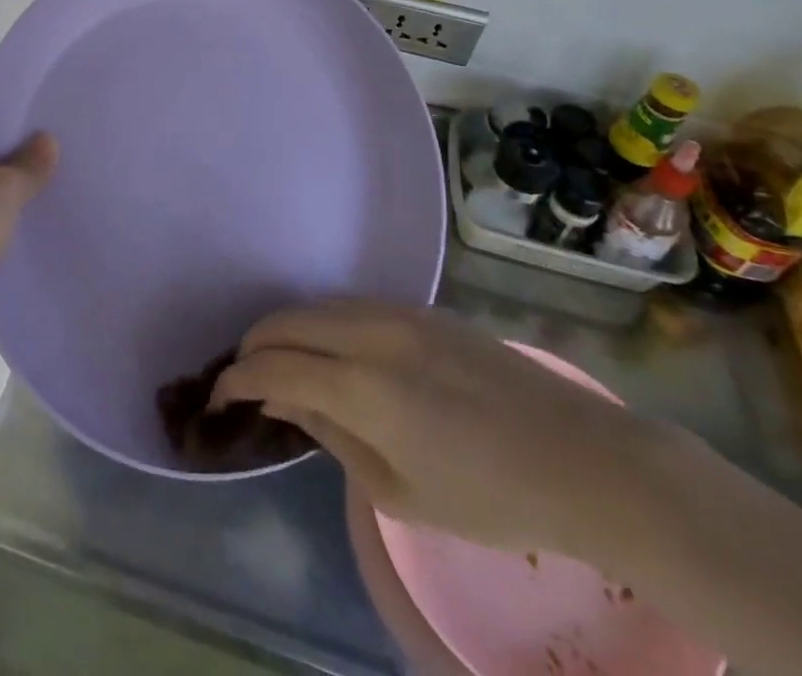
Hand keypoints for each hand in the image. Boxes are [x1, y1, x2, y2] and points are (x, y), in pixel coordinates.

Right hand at [215, 301, 672, 561]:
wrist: (582, 458)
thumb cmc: (491, 498)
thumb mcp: (400, 491)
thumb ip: (332, 436)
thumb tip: (284, 402)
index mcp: (363, 388)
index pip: (273, 368)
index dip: (236, 381)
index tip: (220, 399)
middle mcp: (371, 334)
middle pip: (285, 321)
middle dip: (253, 347)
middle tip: (244, 380)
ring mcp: (397, 312)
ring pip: (315, 304)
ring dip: (287, 329)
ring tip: (282, 364)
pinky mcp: (420, 307)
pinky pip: (349, 304)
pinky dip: (322, 322)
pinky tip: (329, 351)